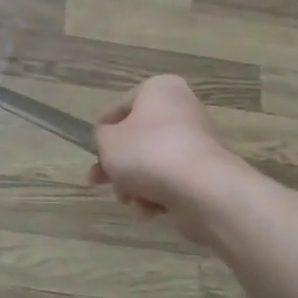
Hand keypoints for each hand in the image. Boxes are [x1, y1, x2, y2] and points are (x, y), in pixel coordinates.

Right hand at [89, 75, 232, 215]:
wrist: (202, 190)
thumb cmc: (148, 153)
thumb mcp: (107, 141)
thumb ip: (100, 138)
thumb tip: (111, 143)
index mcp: (159, 89)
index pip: (120, 107)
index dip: (102, 131)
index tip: (92, 152)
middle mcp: (181, 109)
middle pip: (137, 138)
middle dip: (117, 164)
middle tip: (99, 181)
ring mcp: (196, 142)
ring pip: (151, 162)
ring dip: (134, 183)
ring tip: (129, 199)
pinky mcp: (205, 172)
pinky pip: (170, 180)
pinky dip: (156, 194)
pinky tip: (150, 208)